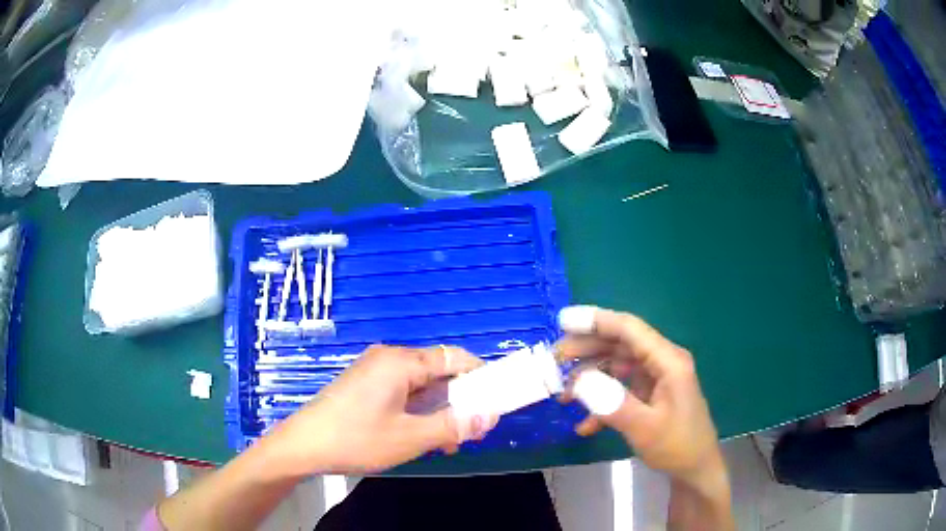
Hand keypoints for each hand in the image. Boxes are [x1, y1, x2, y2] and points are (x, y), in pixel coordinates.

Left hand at [266, 345, 490, 474]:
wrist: (303, 445)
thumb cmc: (357, 439)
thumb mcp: (410, 438)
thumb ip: (453, 426)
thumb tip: (489, 416)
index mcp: (401, 362)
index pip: (454, 357)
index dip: (479, 376)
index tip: (493, 402)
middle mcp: (388, 358)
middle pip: (437, 371)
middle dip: (458, 401)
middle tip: (468, 431)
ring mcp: (373, 371)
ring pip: (419, 385)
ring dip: (437, 410)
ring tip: (444, 442)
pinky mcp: (363, 384)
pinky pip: (401, 391)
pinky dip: (416, 410)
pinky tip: (417, 436)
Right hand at [557, 306, 724, 488]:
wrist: (695, 470)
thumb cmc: (677, 446)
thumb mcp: (645, 428)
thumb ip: (613, 403)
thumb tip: (579, 381)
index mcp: (668, 361)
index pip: (629, 329)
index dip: (596, 320)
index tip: (563, 321)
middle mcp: (662, 363)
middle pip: (620, 344)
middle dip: (587, 349)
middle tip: (555, 359)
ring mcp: (656, 379)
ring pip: (617, 366)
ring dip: (590, 378)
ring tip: (563, 394)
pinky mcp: (650, 395)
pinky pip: (621, 389)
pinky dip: (601, 403)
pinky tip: (585, 426)